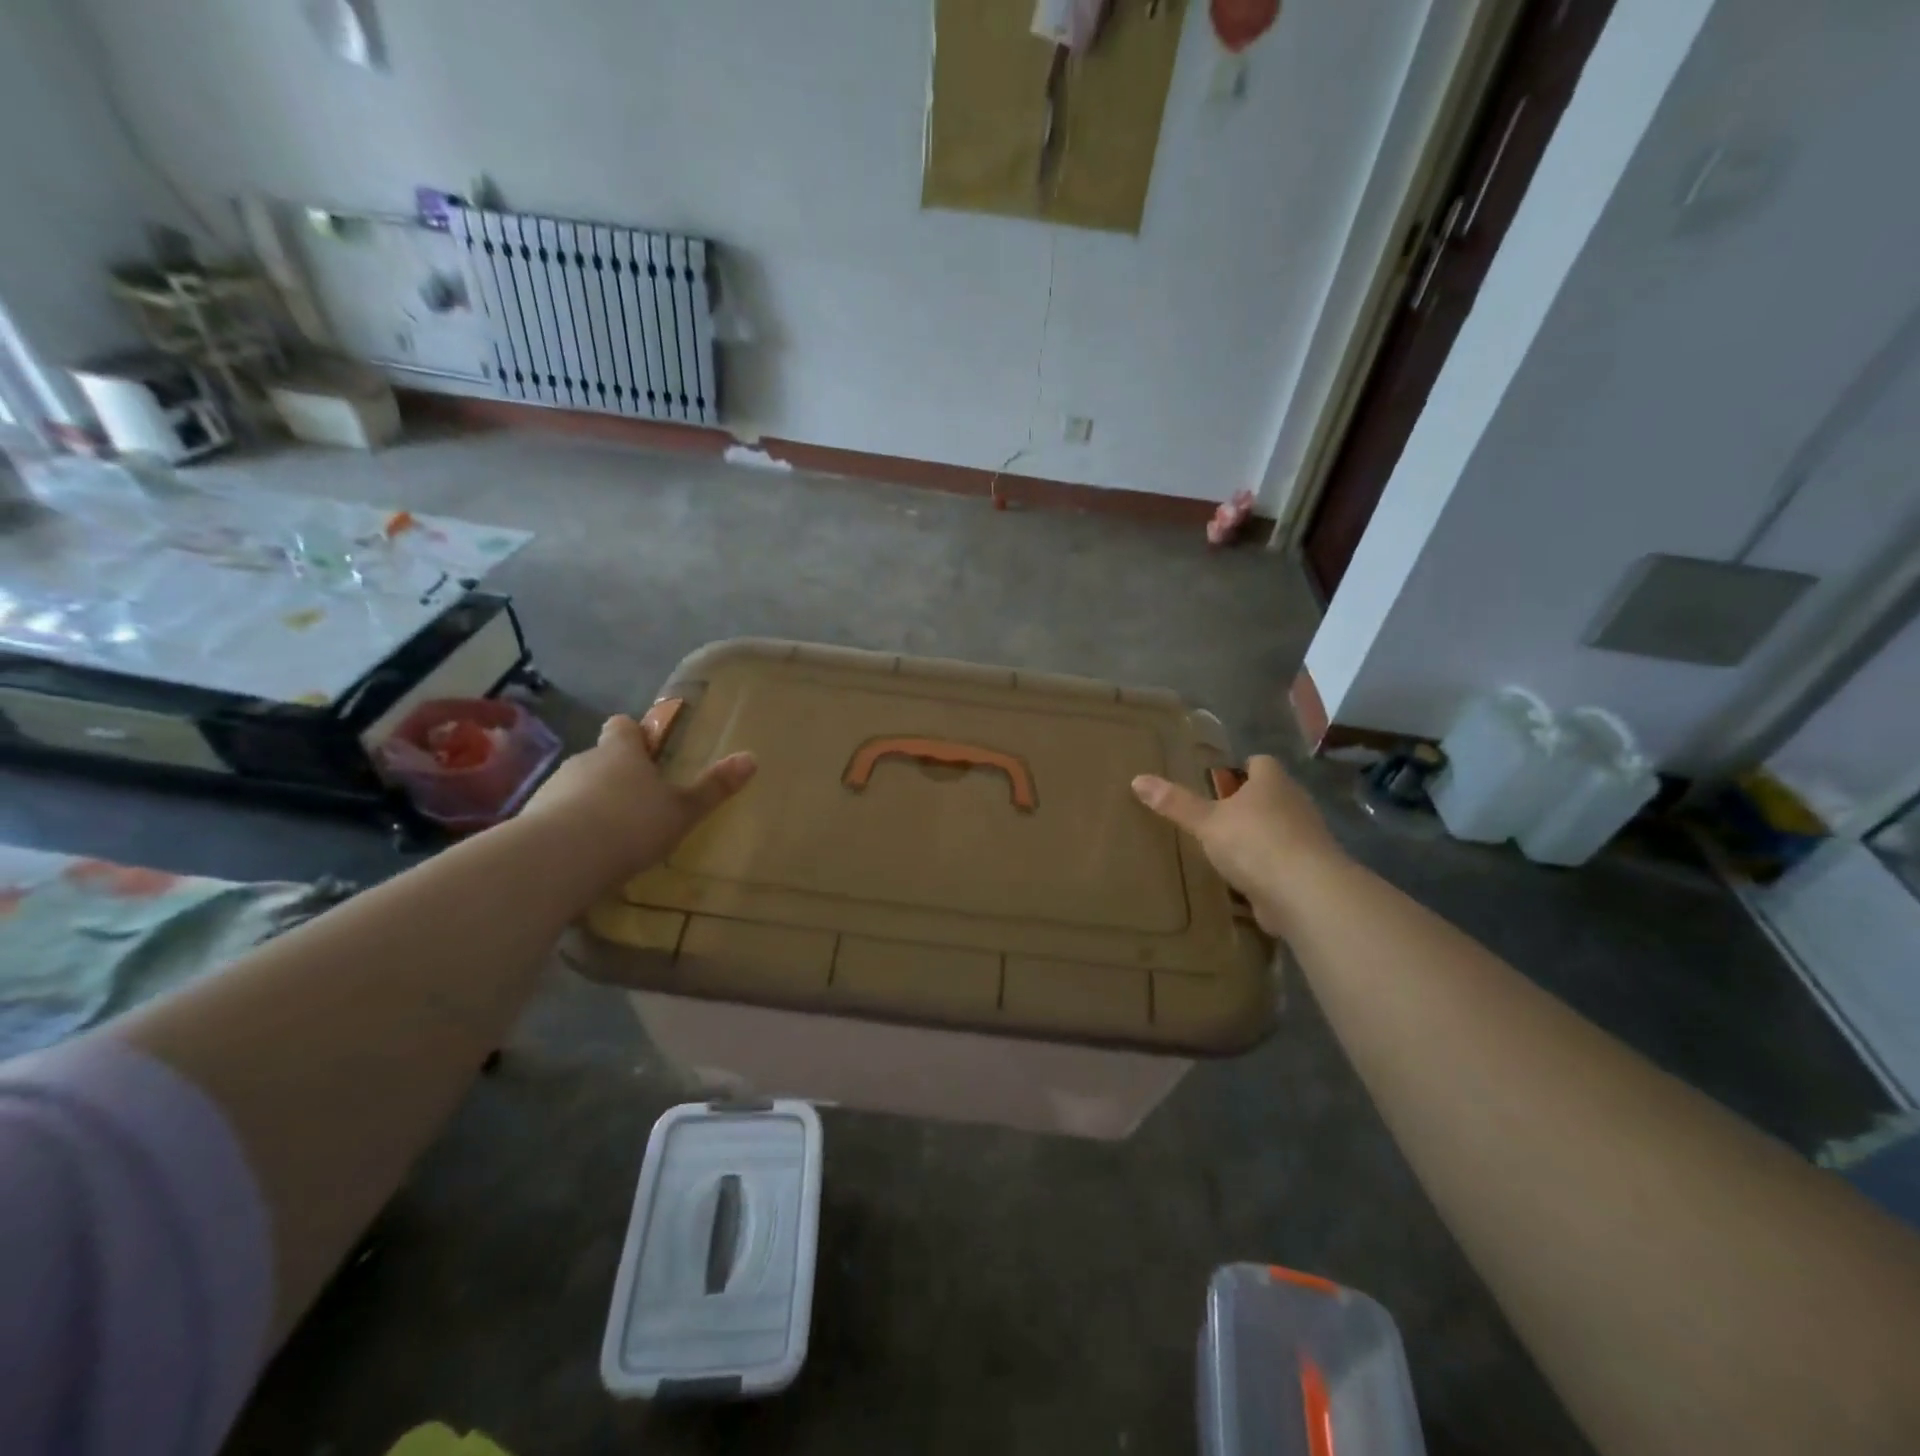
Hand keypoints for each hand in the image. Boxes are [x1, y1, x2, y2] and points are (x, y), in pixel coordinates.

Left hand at [520, 714, 754, 882]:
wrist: (558, 859)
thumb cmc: (630, 824)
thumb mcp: (683, 810)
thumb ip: (714, 787)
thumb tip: (752, 757)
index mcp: (621, 751)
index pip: (623, 727)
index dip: (634, 734)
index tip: (647, 748)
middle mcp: (583, 761)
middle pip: (600, 758)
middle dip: (616, 774)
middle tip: (639, 801)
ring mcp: (552, 789)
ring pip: (576, 788)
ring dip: (591, 803)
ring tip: (612, 834)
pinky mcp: (530, 821)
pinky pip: (556, 818)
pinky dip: (569, 829)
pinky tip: (585, 856)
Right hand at [1131, 755, 1344, 936]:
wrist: (1306, 893)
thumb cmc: (1255, 842)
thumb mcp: (1206, 822)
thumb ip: (1175, 803)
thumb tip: (1137, 779)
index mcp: (1273, 783)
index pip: (1261, 763)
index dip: (1243, 768)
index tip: (1222, 780)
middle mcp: (1295, 804)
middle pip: (1272, 795)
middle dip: (1249, 804)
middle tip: (1217, 814)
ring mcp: (1307, 839)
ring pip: (1280, 829)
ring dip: (1260, 837)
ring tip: (1227, 848)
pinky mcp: (1309, 872)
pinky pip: (1284, 863)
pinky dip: (1267, 869)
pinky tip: (1245, 880)